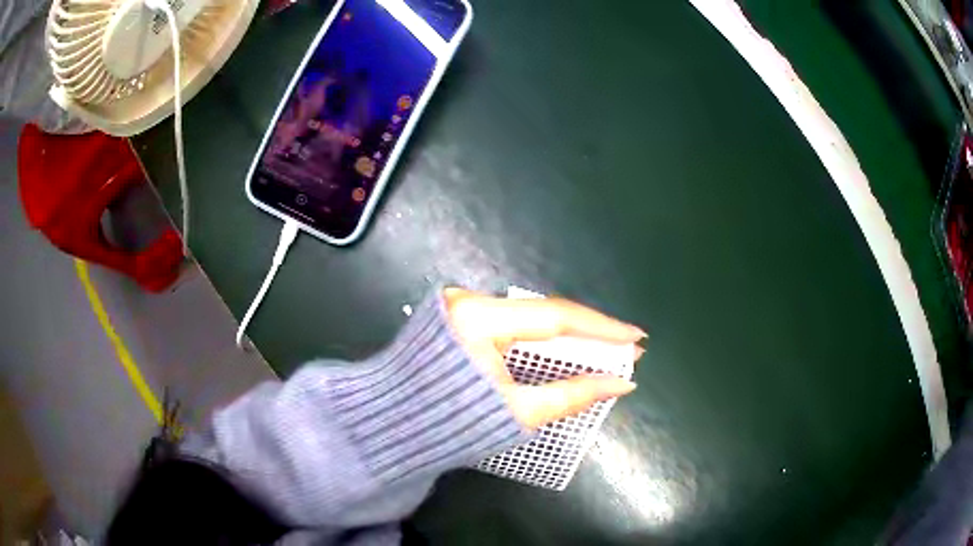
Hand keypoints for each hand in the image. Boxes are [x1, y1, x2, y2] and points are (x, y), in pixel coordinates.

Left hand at [443, 288, 645, 429]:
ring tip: (608, 351)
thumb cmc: (452, 424)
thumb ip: (573, 394)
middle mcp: (470, 300)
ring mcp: (462, 304)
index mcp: (478, 318)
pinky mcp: (459, 315)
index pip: (555, 317)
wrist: (393, 426)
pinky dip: (543, 339)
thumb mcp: (518, 413)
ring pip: (532, 319)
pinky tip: (570, 350)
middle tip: (628, 348)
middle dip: (590, 334)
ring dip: (569, 337)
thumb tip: (622, 384)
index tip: (637, 337)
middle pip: (545, 315)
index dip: (602, 328)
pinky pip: (515, 324)